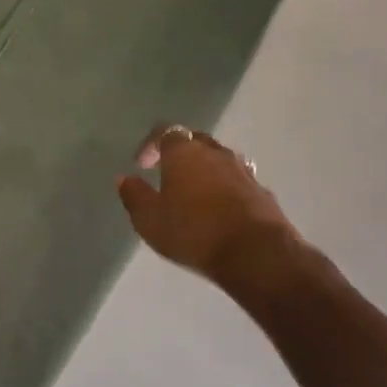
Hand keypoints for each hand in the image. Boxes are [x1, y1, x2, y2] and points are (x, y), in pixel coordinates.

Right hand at [116, 124, 313, 309]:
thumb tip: (125, 178)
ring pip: (219, 158)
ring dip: (204, 168)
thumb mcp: (149, 219)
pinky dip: (224, 186)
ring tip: (194, 191)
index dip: (150, 144)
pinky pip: (238, 180)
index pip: (165, 132)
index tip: (141, 164)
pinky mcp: (262, 191)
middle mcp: (216, 153)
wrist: (255, 254)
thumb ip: (134, 195)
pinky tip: (219, 208)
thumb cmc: (193, 232)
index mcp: (184, 153)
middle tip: (167, 173)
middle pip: (195, 140)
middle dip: (179, 152)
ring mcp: (243, 171)